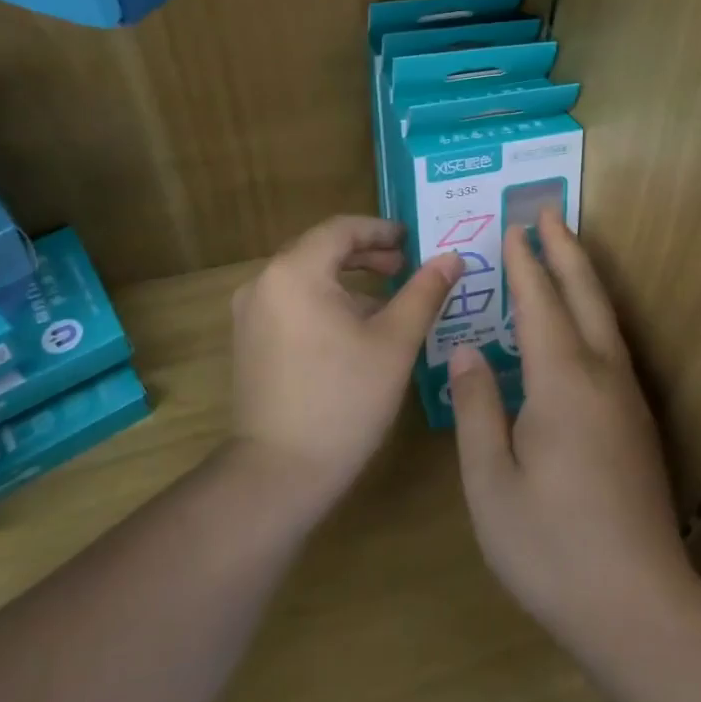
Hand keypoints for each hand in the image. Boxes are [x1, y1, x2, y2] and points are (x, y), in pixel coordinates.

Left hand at [230, 215, 461, 516]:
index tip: (413, 243)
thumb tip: (453, 257)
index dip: (381, 231)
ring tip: (386, 300)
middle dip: (365, 254)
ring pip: (305, 276)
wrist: (279, 472)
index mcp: (295, 272)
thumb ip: (424, 292)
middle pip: (320, 249)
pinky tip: (353, 329)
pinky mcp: (248, 340)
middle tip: (404, 267)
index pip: (341, 229)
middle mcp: (264, 282)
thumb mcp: (394, 342)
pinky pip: (290, 301)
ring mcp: (249, 312)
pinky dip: (323, 301)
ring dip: (346, 279)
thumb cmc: (344, 400)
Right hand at [448, 210, 698, 662]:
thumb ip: (477, 408)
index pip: (540, 303)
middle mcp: (602, 377)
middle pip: (585, 295)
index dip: (525, 264)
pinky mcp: (636, 423)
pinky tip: (579, 326)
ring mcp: (626, 399)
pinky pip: (611, 345)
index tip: (512, 228)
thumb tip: (465, 351)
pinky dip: (591, 313)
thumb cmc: (551, 547)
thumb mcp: (491, 482)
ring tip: (564, 252)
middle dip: (565, 250)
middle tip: (548, 212)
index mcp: (562, 382)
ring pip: (605, 318)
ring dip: (582, 277)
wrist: (639, 608)